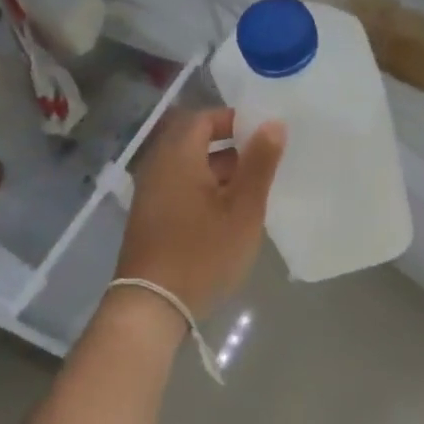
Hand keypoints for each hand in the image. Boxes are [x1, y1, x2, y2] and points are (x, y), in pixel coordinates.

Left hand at [114, 107, 284, 321]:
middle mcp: (158, 166)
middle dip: (230, 146)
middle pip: (194, 141)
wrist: (152, 305)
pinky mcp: (150, 217)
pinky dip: (204, 189)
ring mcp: (150, 193)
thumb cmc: (202, 252)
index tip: (263, 132)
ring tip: (253, 187)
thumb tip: (273, 123)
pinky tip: (229, 212)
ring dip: (219, 170)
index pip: (203, 118)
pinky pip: (180, 187)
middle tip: (264, 159)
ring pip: (188, 166)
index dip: (234, 119)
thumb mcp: (242, 208)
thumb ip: (259, 163)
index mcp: (177, 155)